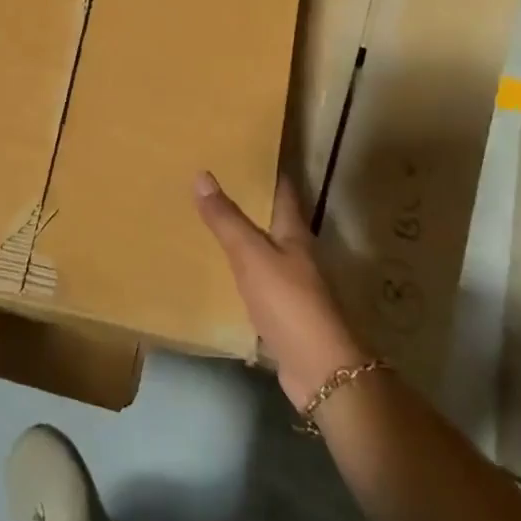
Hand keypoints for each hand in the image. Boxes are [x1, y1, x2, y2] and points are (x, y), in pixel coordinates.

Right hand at [193, 172, 368, 410]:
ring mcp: (290, 286)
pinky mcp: (281, 313)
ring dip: (241, 238)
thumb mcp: (252, 256)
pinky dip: (237, 273)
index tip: (243, 152)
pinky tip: (216, 272)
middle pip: (272, 220)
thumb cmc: (289, 302)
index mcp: (295, 234)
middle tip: (213, 182)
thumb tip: (202, 174)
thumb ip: (227, 220)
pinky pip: (255, 283)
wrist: (318, 368)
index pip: (283, 191)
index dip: (267, 170)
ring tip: (207, 221)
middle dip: (248, 202)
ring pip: (262, 252)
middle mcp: (296, 254)